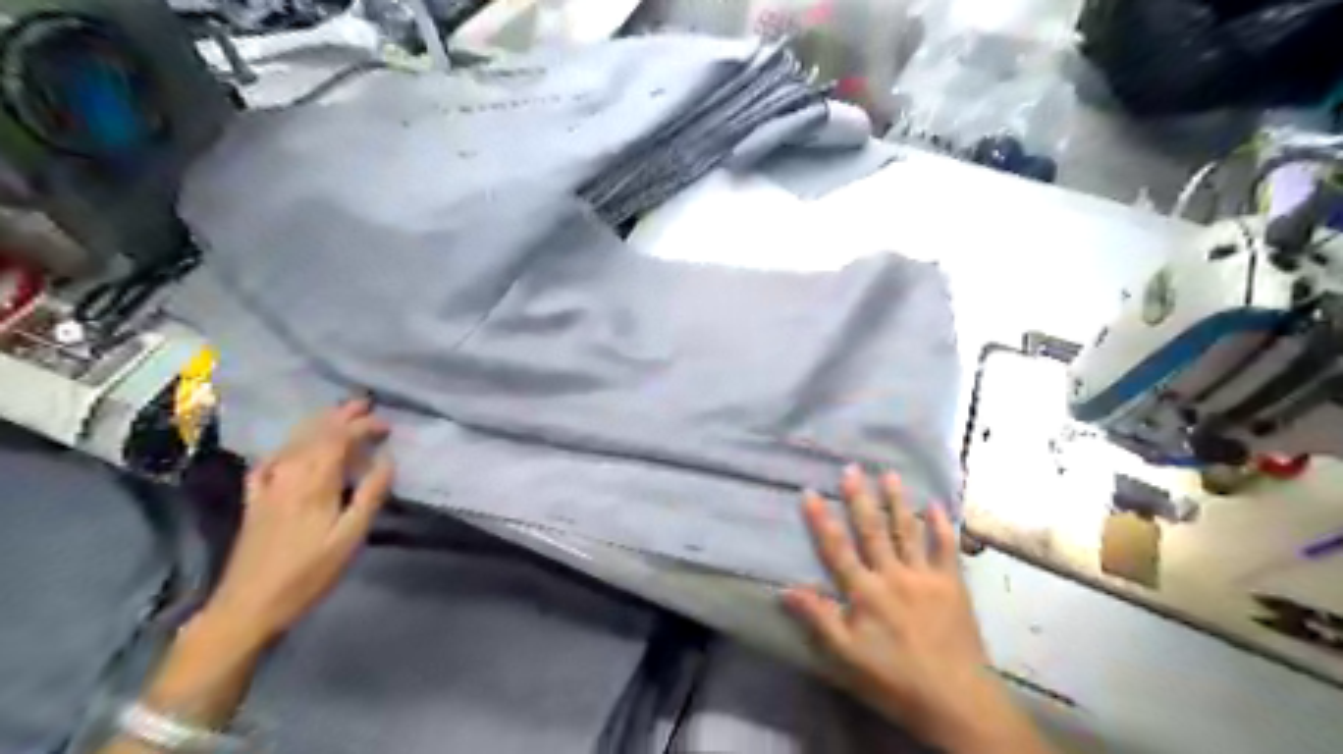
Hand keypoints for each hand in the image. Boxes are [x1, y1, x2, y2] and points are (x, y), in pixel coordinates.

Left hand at [198, 398, 393, 649]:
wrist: (247, 606)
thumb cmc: (308, 573)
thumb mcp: (351, 537)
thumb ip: (370, 495)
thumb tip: (387, 460)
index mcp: (315, 480)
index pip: (341, 438)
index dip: (365, 426)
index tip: (387, 425)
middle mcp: (289, 473)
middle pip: (316, 432)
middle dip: (342, 415)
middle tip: (365, 404)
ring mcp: (267, 484)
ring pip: (294, 441)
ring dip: (318, 424)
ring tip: (338, 415)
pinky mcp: (254, 499)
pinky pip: (271, 460)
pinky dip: (287, 447)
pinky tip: (290, 450)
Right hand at [784, 466, 1052, 752]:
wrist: (956, 700)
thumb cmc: (894, 679)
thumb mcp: (847, 656)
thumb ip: (819, 619)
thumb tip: (786, 590)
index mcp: (865, 592)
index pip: (836, 549)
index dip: (821, 520)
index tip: (809, 492)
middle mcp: (893, 575)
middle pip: (872, 530)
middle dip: (859, 498)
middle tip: (851, 469)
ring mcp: (925, 577)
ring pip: (907, 531)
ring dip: (897, 501)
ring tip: (889, 475)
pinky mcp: (952, 585)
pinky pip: (946, 549)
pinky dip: (941, 526)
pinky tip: (936, 505)